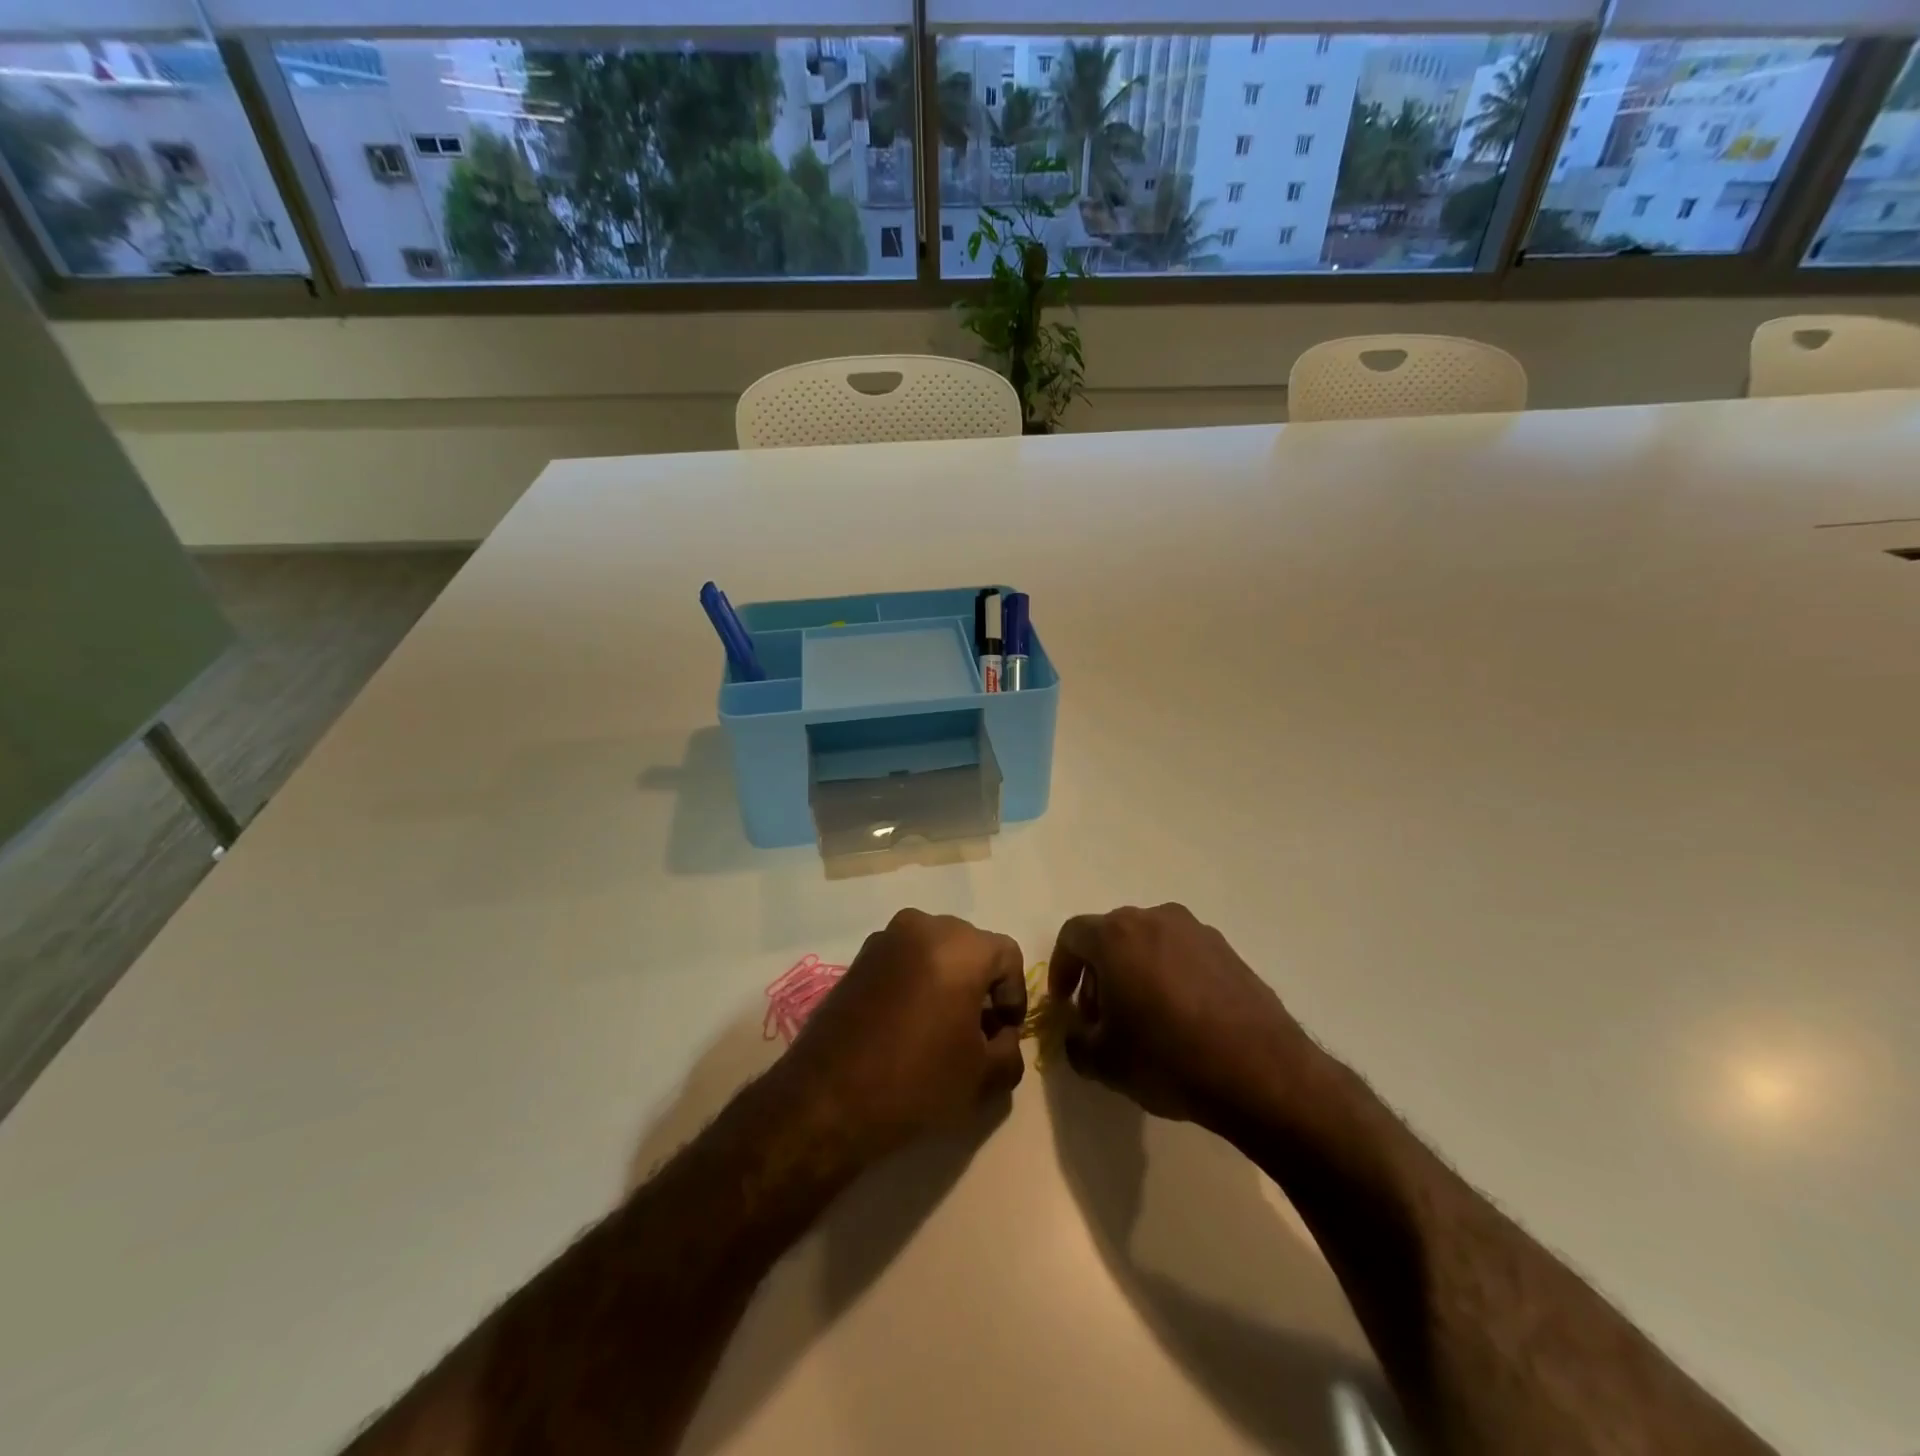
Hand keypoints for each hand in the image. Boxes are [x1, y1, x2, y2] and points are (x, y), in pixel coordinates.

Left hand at [780, 909, 1027, 1162]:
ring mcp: (885, 939)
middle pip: (970, 946)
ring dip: (948, 981)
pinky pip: (904, 960)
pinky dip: (918, 981)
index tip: (1005, 1032)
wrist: (826, 1099)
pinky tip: (910, 1025)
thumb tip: (1003, 1036)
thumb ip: (1010, 1049)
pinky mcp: (859, 958)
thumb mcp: (981, 1076)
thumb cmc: (915, 1081)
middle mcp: (923, 926)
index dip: (1014, 994)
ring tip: (943, 1029)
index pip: (1007, 955)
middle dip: (981, 984)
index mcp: (959, 946)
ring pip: (936, 951)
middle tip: (979, 1031)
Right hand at [1048, 904, 1319, 1130]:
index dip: (1061, 968)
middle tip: (1101, 1014)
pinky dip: (1170, 976)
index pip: (1072, 936)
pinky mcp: (1228, 950)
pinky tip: (1182, 1018)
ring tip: (1144, 1017)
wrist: (1261, 1072)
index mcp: (1116, 936)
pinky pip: (1183, 954)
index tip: (1065, 1004)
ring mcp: (1196, 931)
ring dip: (1135, 971)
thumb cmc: (1169, 1058)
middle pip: (1111, 935)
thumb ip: (1076, 1041)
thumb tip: (1079, 1032)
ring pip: (1149, 942)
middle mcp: (1154, 919)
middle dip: (1098, 971)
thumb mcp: (1104, 1062)